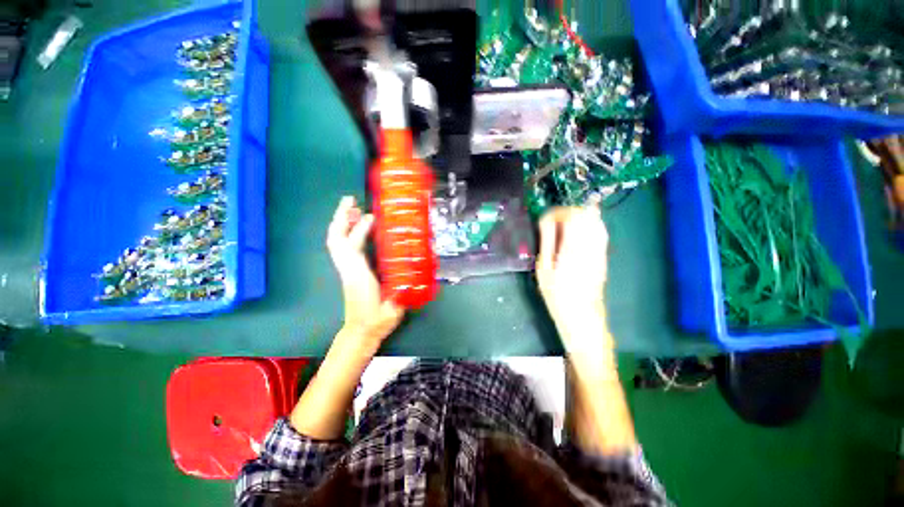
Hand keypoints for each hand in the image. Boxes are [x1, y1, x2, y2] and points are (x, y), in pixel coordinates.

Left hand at [326, 196, 403, 346]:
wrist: (361, 333)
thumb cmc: (378, 321)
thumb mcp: (393, 306)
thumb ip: (402, 289)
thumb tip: (414, 270)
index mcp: (359, 276)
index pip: (354, 248)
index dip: (361, 230)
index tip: (372, 217)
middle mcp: (349, 269)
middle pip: (336, 240)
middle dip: (341, 218)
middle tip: (351, 201)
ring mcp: (346, 269)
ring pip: (335, 242)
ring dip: (342, 223)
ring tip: (353, 209)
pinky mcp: (349, 271)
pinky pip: (341, 248)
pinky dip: (345, 233)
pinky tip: (357, 228)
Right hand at [536, 206, 609, 346]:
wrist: (582, 315)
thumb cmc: (557, 294)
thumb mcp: (544, 268)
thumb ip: (547, 241)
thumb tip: (546, 221)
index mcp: (574, 246)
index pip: (571, 215)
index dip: (556, 212)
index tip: (544, 220)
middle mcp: (591, 243)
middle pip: (586, 213)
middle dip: (567, 212)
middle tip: (552, 222)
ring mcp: (600, 248)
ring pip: (594, 219)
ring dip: (577, 217)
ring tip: (562, 227)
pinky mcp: (603, 254)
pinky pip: (599, 230)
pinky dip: (586, 225)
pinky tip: (575, 234)